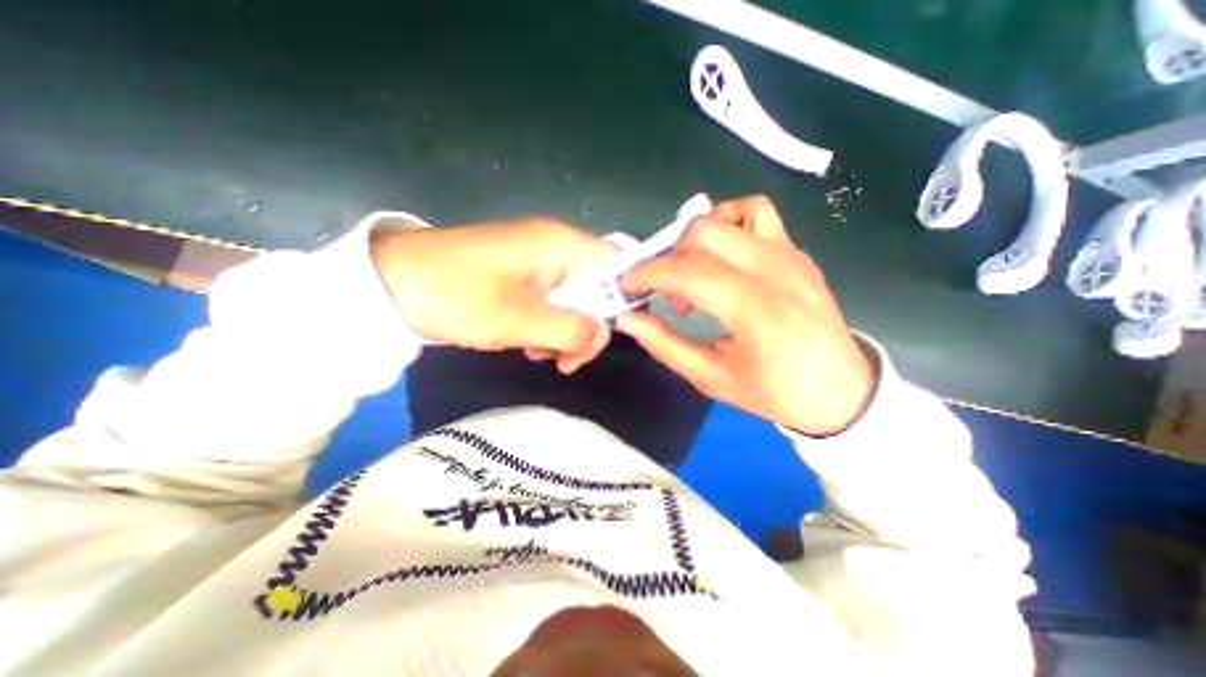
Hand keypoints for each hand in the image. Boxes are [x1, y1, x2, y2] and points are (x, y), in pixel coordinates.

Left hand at [370, 217, 614, 371]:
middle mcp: (555, 247)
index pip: (618, 265)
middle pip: (598, 287)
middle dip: (589, 326)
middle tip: (568, 361)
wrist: (389, 283)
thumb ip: (571, 330)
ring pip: (574, 299)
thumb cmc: (456, 295)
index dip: (628, 298)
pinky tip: (528, 344)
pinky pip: (551, 302)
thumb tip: (604, 335)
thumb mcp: (518, 320)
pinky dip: (547, 326)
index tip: (620, 335)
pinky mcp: (521, 275)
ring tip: (541, 356)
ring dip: (566, 331)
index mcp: (561, 245)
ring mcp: (537, 261)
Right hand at [615, 197, 873, 436]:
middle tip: (671, 295)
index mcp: (757, 312)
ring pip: (728, 216)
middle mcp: (776, 271)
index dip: (648, 273)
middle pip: (704, 233)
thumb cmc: (776, 392)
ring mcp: (790, 255)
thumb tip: (627, 318)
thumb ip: (665, 346)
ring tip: (696, 274)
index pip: (689, 271)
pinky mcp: (795, 251)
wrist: (841, 389)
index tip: (628, 285)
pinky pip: (756, 212)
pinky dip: (728, 223)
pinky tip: (723, 256)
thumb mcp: (712, 379)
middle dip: (670, 258)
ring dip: (696, 239)